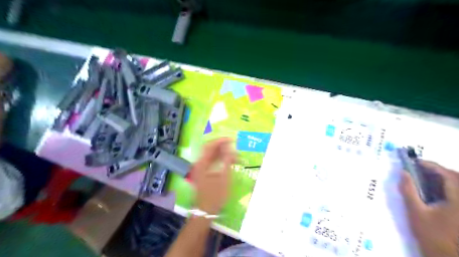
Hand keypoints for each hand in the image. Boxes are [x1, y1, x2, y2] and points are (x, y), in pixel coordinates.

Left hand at [190, 138, 235, 213]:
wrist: (206, 211)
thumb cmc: (215, 195)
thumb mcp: (224, 178)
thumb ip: (227, 161)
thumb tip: (230, 148)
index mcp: (201, 164)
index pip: (209, 146)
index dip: (220, 141)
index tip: (232, 140)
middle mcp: (199, 164)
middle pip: (210, 149)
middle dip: (223, 147)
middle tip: (235, 147)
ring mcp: (200, 168)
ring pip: (212, 156)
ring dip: (223, 154)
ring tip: (236, 157)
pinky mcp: (203, 173)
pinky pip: (212, 162)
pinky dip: (221, 160)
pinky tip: (230, 162)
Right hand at [399, 160, 458, 256]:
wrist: (448, 256)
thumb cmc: (432, 234)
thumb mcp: (416, 212)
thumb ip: (409, 190)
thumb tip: (403, 172)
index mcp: (458, 199)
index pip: (448, 175)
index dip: (431, 165)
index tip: (415, 162)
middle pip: (456, 178)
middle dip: (438, 170)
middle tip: (419, 169)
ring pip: (458, 185)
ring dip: (443, 178)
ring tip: (425, 178)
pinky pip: (456, 193)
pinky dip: (447, 188)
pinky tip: (435, 191)